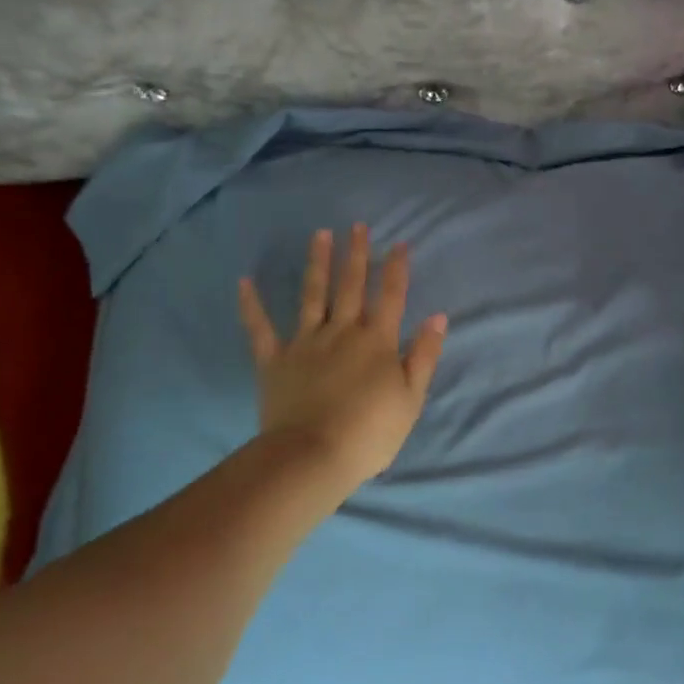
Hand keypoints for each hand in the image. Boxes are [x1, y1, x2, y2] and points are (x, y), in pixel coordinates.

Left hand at [238, 225, 448, 489]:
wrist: (313, 457)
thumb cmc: (370, 432)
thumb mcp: (411, 398)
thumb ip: (423, 355)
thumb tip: (437, 317)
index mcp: (377, 341)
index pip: (391, 297)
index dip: (396, 269)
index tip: (399, 244)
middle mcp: (342, 332)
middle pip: (352, 286)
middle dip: (357, 255)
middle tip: (357, 226)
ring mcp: (305, 343)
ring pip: (313, 295)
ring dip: (318, 263)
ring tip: (320, 234)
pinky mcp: (275, 361)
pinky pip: (260, 329)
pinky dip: (252, 305)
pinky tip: (245, 282)